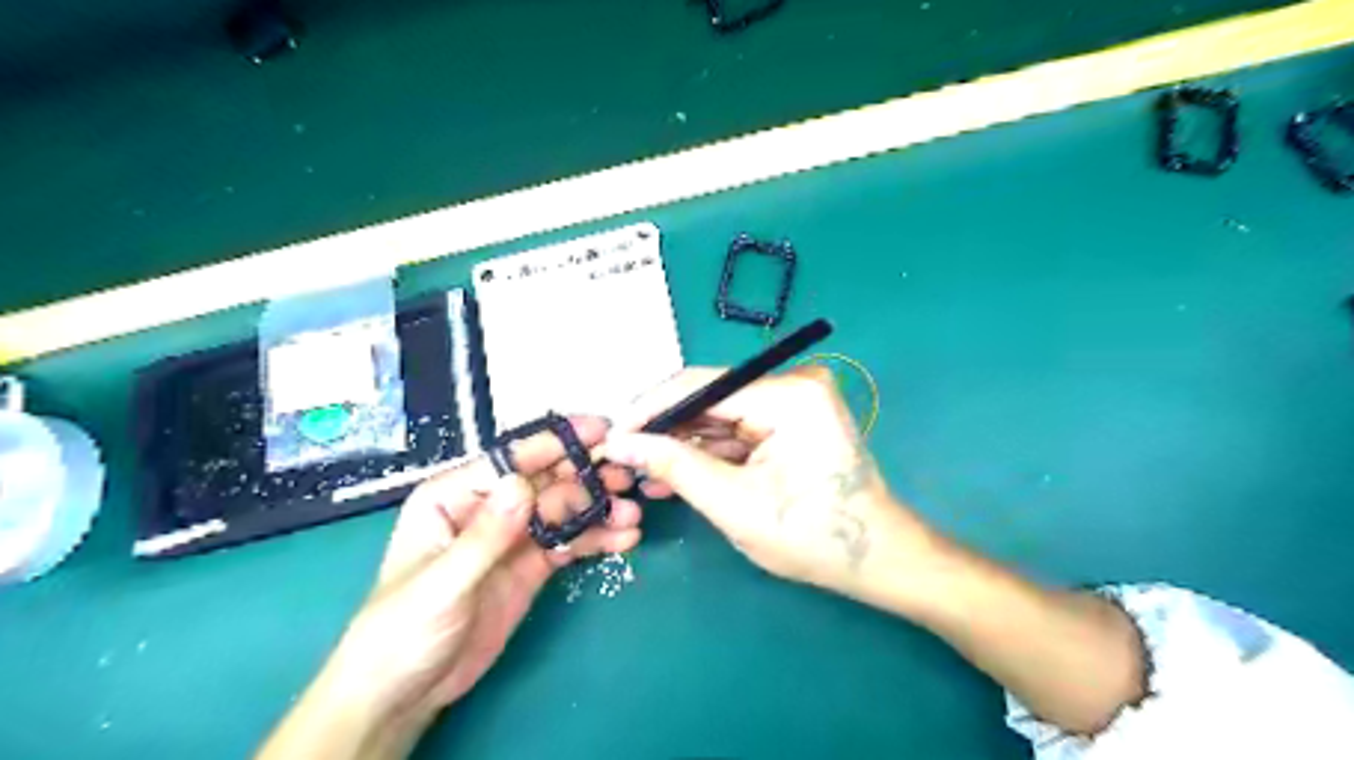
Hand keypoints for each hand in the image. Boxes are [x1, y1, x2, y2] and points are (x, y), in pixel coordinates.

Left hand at [266, 417, 648, 756]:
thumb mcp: (442, 583)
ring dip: (599, 510)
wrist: (405, 692)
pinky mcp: (532, 564)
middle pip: (546, 481)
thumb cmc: (402, 630)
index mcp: (455, 495)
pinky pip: (569, 542)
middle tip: (629, 480)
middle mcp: (488, 507)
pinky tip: (623, 540)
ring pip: (564, 510)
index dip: (556, 443)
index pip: (512, 459)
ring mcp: (513, 536)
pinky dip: (596, 538)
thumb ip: (484, 535)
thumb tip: (521, 484)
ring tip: (632, 517)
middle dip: (587, 477)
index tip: (601, 432)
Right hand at [608, 367, 939, 599]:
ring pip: (720, 417)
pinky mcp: (793, 421)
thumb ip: (674, 466)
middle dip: (665, 430)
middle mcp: (793, 384)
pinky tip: (674, 474)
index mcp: (788, 394)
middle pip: (710, 399)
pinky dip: (709, 454)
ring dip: (683, 446)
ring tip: (640, 472)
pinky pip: (738, 431)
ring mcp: (795, 402)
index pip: (701, 385)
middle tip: (621, 456)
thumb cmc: (812, 537)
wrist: (877, 560)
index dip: (650, 408)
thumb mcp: (734, 504)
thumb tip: (619, 442)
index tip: (611, 433)